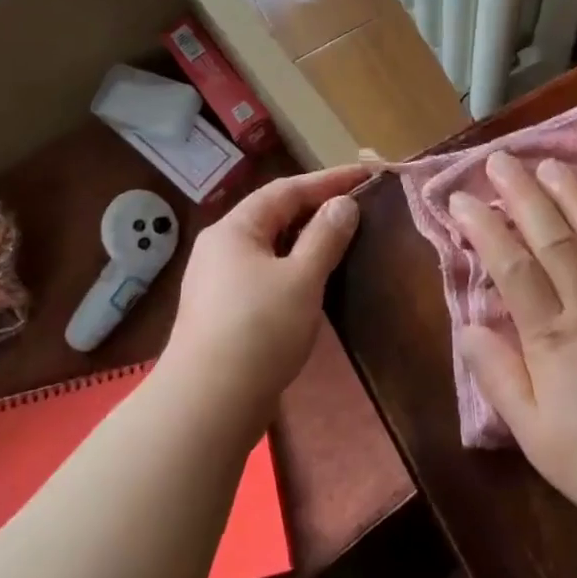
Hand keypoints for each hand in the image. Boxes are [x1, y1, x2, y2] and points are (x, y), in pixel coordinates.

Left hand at [167, 165, 367, 428]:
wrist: (209, 403)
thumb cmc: (259, 330)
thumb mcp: (302, 278)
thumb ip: (325, 237)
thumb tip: (342, 204)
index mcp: (235, 229)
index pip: (287, 190)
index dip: (329, 179)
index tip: (368, 174)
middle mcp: (221, 247)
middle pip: (275, 215)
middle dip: (317, 207)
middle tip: (359, 204)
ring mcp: (219, 281)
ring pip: (271, 247)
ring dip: (307, 239)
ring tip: (344, 237)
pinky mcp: (225, 311)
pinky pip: (267, 273)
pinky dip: (295, 267)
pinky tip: (316, 280)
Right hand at [449, 152, 576, 536]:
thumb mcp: (536, 437)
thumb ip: (500, 377)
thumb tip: (469, 327)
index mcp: (554, 339)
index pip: (512, 269)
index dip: (485, 229)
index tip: (462, 199)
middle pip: (555, 240)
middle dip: (525, 195)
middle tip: (503, 160)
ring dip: (576, 197)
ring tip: (554, 166)